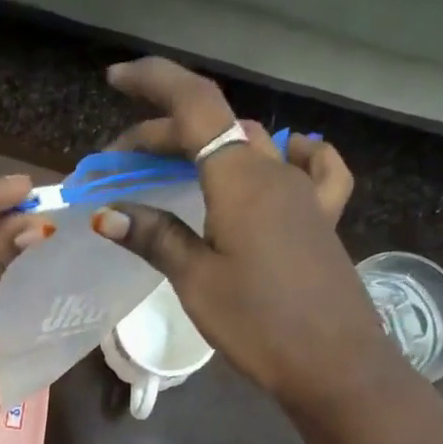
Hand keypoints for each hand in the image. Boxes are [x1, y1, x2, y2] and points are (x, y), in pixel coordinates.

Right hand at [91, 57, 410, 434]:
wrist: (334, 365)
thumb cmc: (259, 323)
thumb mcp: (196, 280)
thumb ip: (155, 237)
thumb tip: (107, 213)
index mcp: (241, 178)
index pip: (195, 105)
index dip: (154, 83)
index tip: (115, 79)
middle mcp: (275, 171)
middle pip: (215, 127)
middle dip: (160, 133)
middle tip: (118, 164)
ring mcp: (305, 193)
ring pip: (251, 146)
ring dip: (206, 147)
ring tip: (172, 169)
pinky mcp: (321, 219)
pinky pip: (312, 168)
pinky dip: (291, 154)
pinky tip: (285, 156)